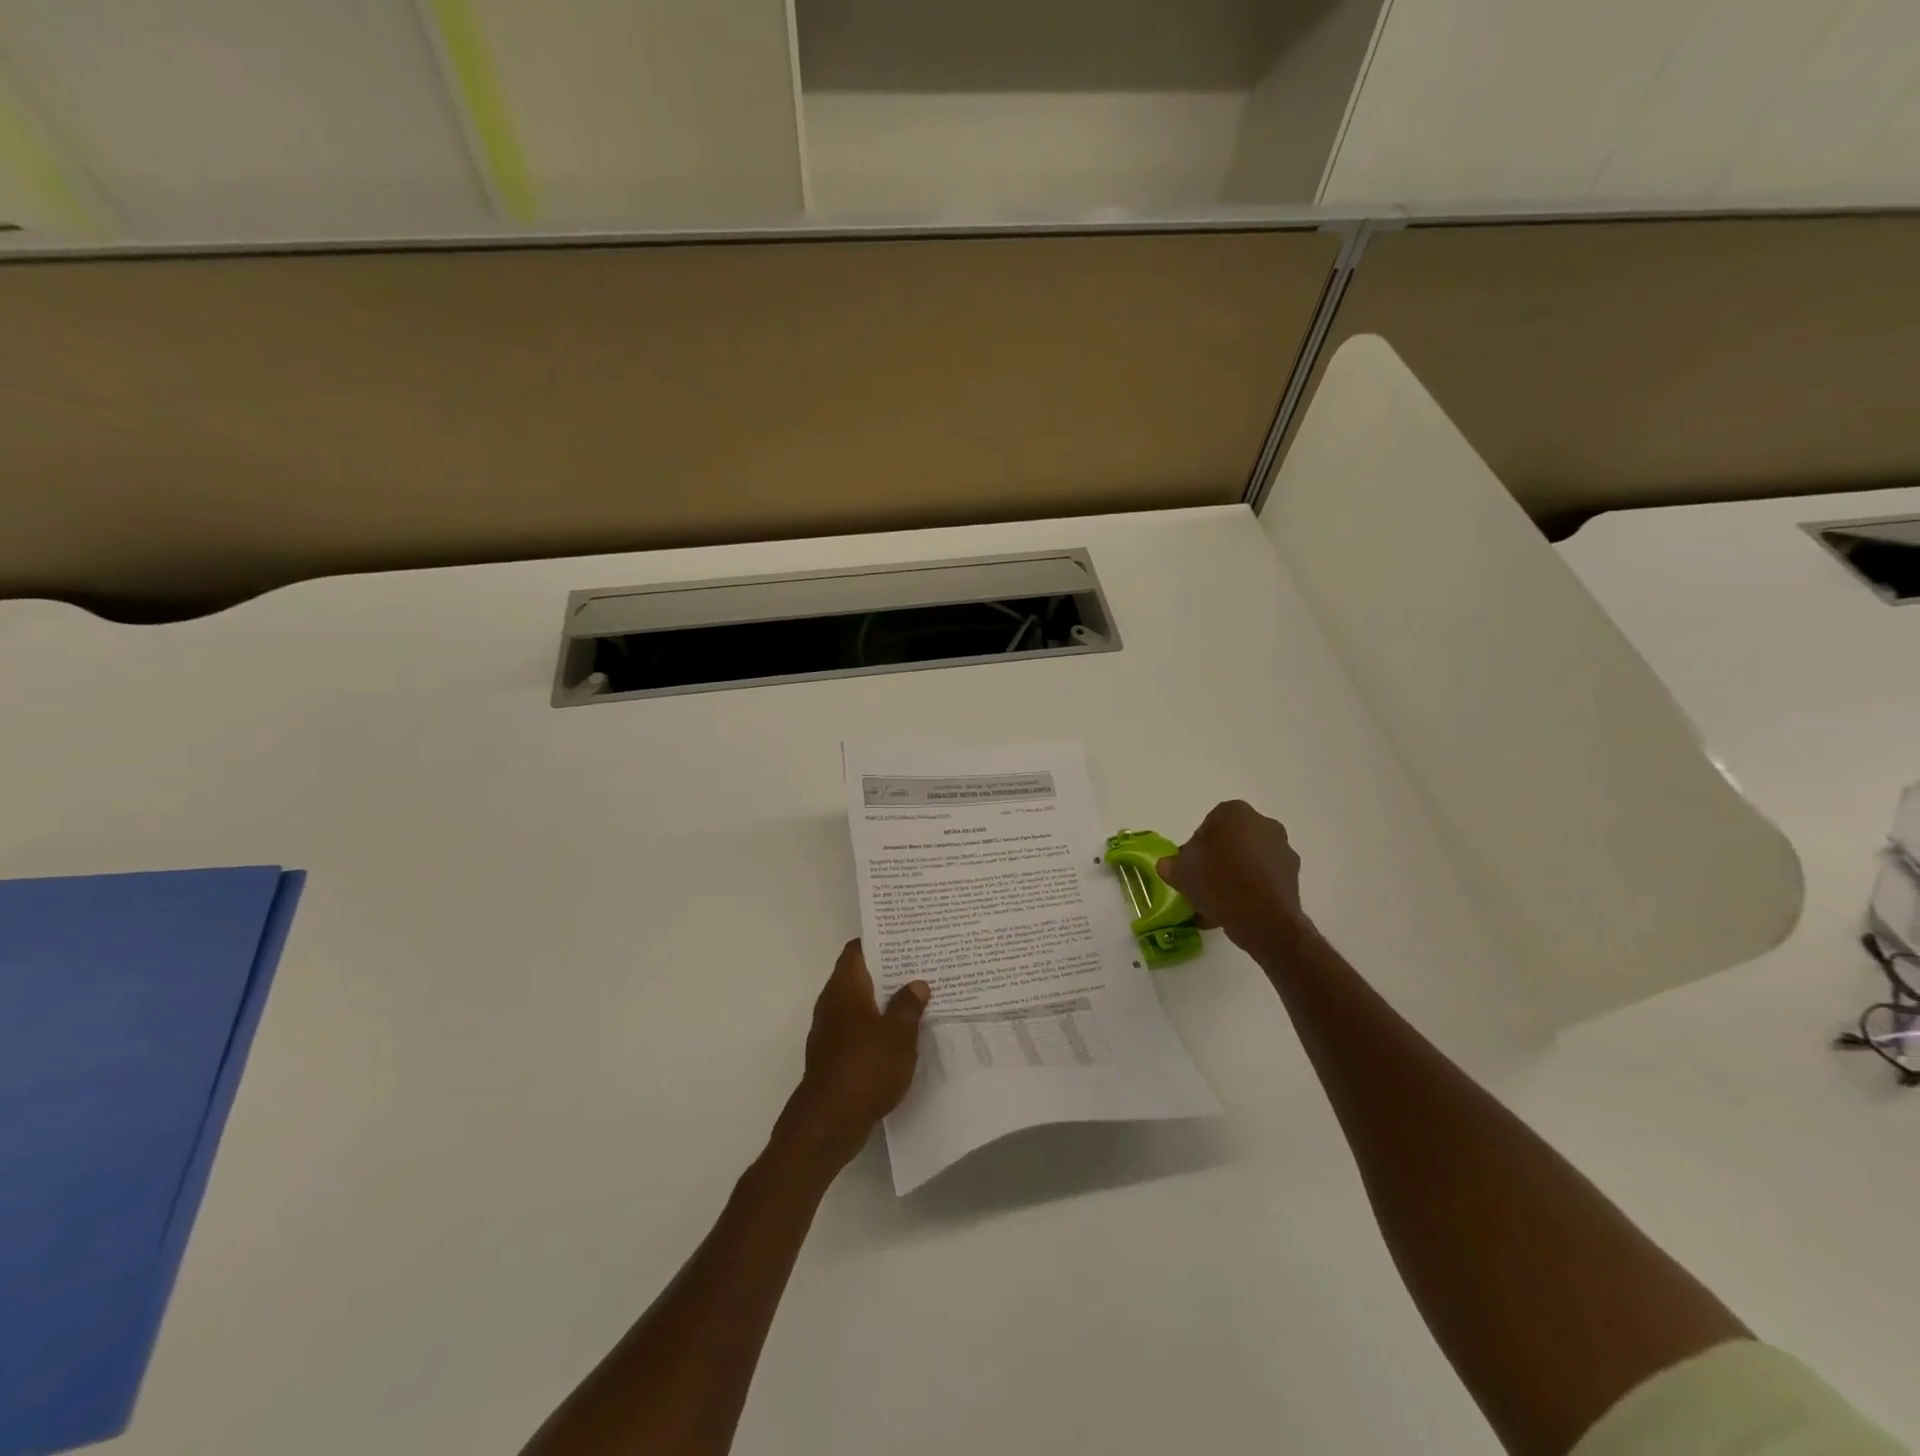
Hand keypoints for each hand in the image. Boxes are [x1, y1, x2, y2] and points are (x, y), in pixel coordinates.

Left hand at [779, 940, 928, 1169]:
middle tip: (921, 966)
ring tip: (918, 998)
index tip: (905, 938)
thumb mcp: (898, 1034)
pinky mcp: (834, 1056)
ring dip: (884, 1002)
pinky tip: (903, 1035)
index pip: (857, 950)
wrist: (828, 1123)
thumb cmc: (865, 1068)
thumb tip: (916, 983)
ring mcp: (830, 1031)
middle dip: (888, 972)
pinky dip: (878, 1027)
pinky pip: (859, 1030)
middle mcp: (832, 1003)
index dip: (879, 941)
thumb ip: (908, 1006)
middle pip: (860, 976)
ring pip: (861, 1005)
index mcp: (845, 988)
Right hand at [1157, 800, 1310, 948]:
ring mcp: (1283, 850)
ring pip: (1250, 860)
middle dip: (1219, 859)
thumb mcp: (1180, 872)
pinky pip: (1264, 879)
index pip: (1209, 824)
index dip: (1196, 847)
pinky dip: (1252, 890)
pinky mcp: (1294, 876)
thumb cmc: (1217, 882)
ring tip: (1220, 904)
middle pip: (1232, 841)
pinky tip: (1237, 911)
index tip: (1191, 867)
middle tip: (1204, 883)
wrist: (1263, 918)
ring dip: (1236, 876)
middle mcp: (1263, 823)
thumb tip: (1169, 865)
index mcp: (1234, 812)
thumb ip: (1171, 864)